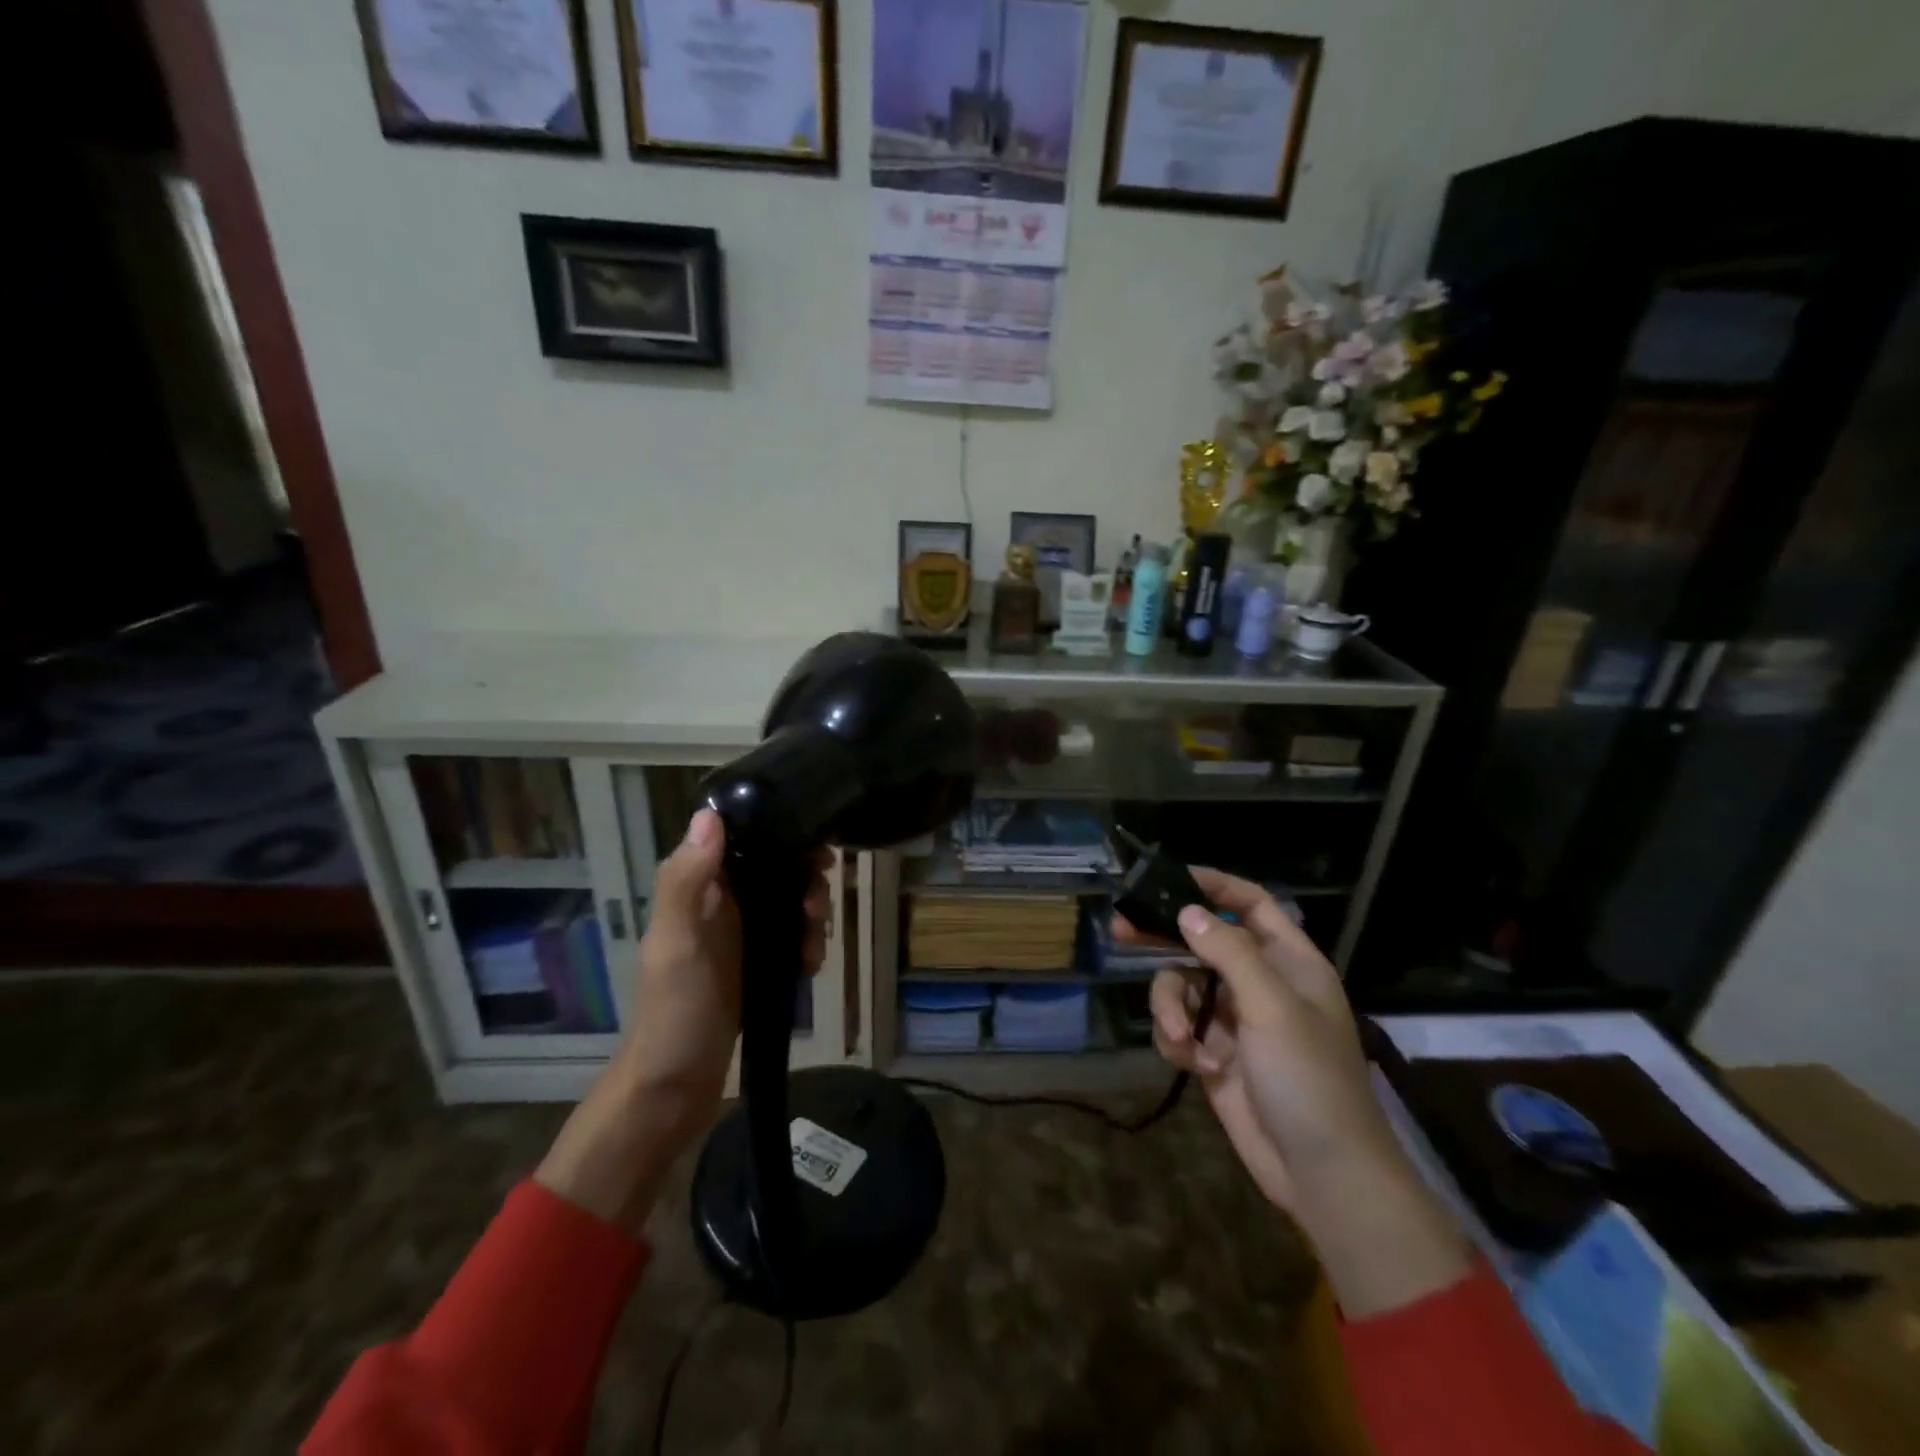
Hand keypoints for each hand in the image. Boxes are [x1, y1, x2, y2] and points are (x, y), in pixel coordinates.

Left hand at [536, 809, 831, 1233]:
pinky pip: (790, 939)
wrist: (673, 1090)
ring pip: (787, 904)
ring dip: (810, 916)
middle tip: (816, 909)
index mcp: (695, 891)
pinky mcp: (754, 965)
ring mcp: (738, 936)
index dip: (781, 835)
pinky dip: (806, 946)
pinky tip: (809, 967)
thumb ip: (686, 880)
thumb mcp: (678, 944)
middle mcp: (718, 905)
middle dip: (804, 883)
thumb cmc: (675, 1013)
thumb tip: (709, 814)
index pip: (743, 840)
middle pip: (775, 870)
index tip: (817, 850)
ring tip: (813, 948)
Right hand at [1121, 869, 1470, 1316]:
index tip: (1169, 880)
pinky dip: (1177, 1040)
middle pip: (1204, 942)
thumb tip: (1187, 912)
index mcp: (1289, 963)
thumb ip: (1228, 953)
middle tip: (1122, 930)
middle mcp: (1260, 984)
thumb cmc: (1308, 1079)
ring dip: (1171, 1007)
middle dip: (1166, 938)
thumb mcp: (1272, 1007)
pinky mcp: (1215, 1054)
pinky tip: (1192, 1064)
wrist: (1323, 1175)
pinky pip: (1180, 1027)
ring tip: (1180, 1038)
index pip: (1252, 905)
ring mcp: (1236, 1021)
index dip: (1215, 887)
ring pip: (1183, 987)